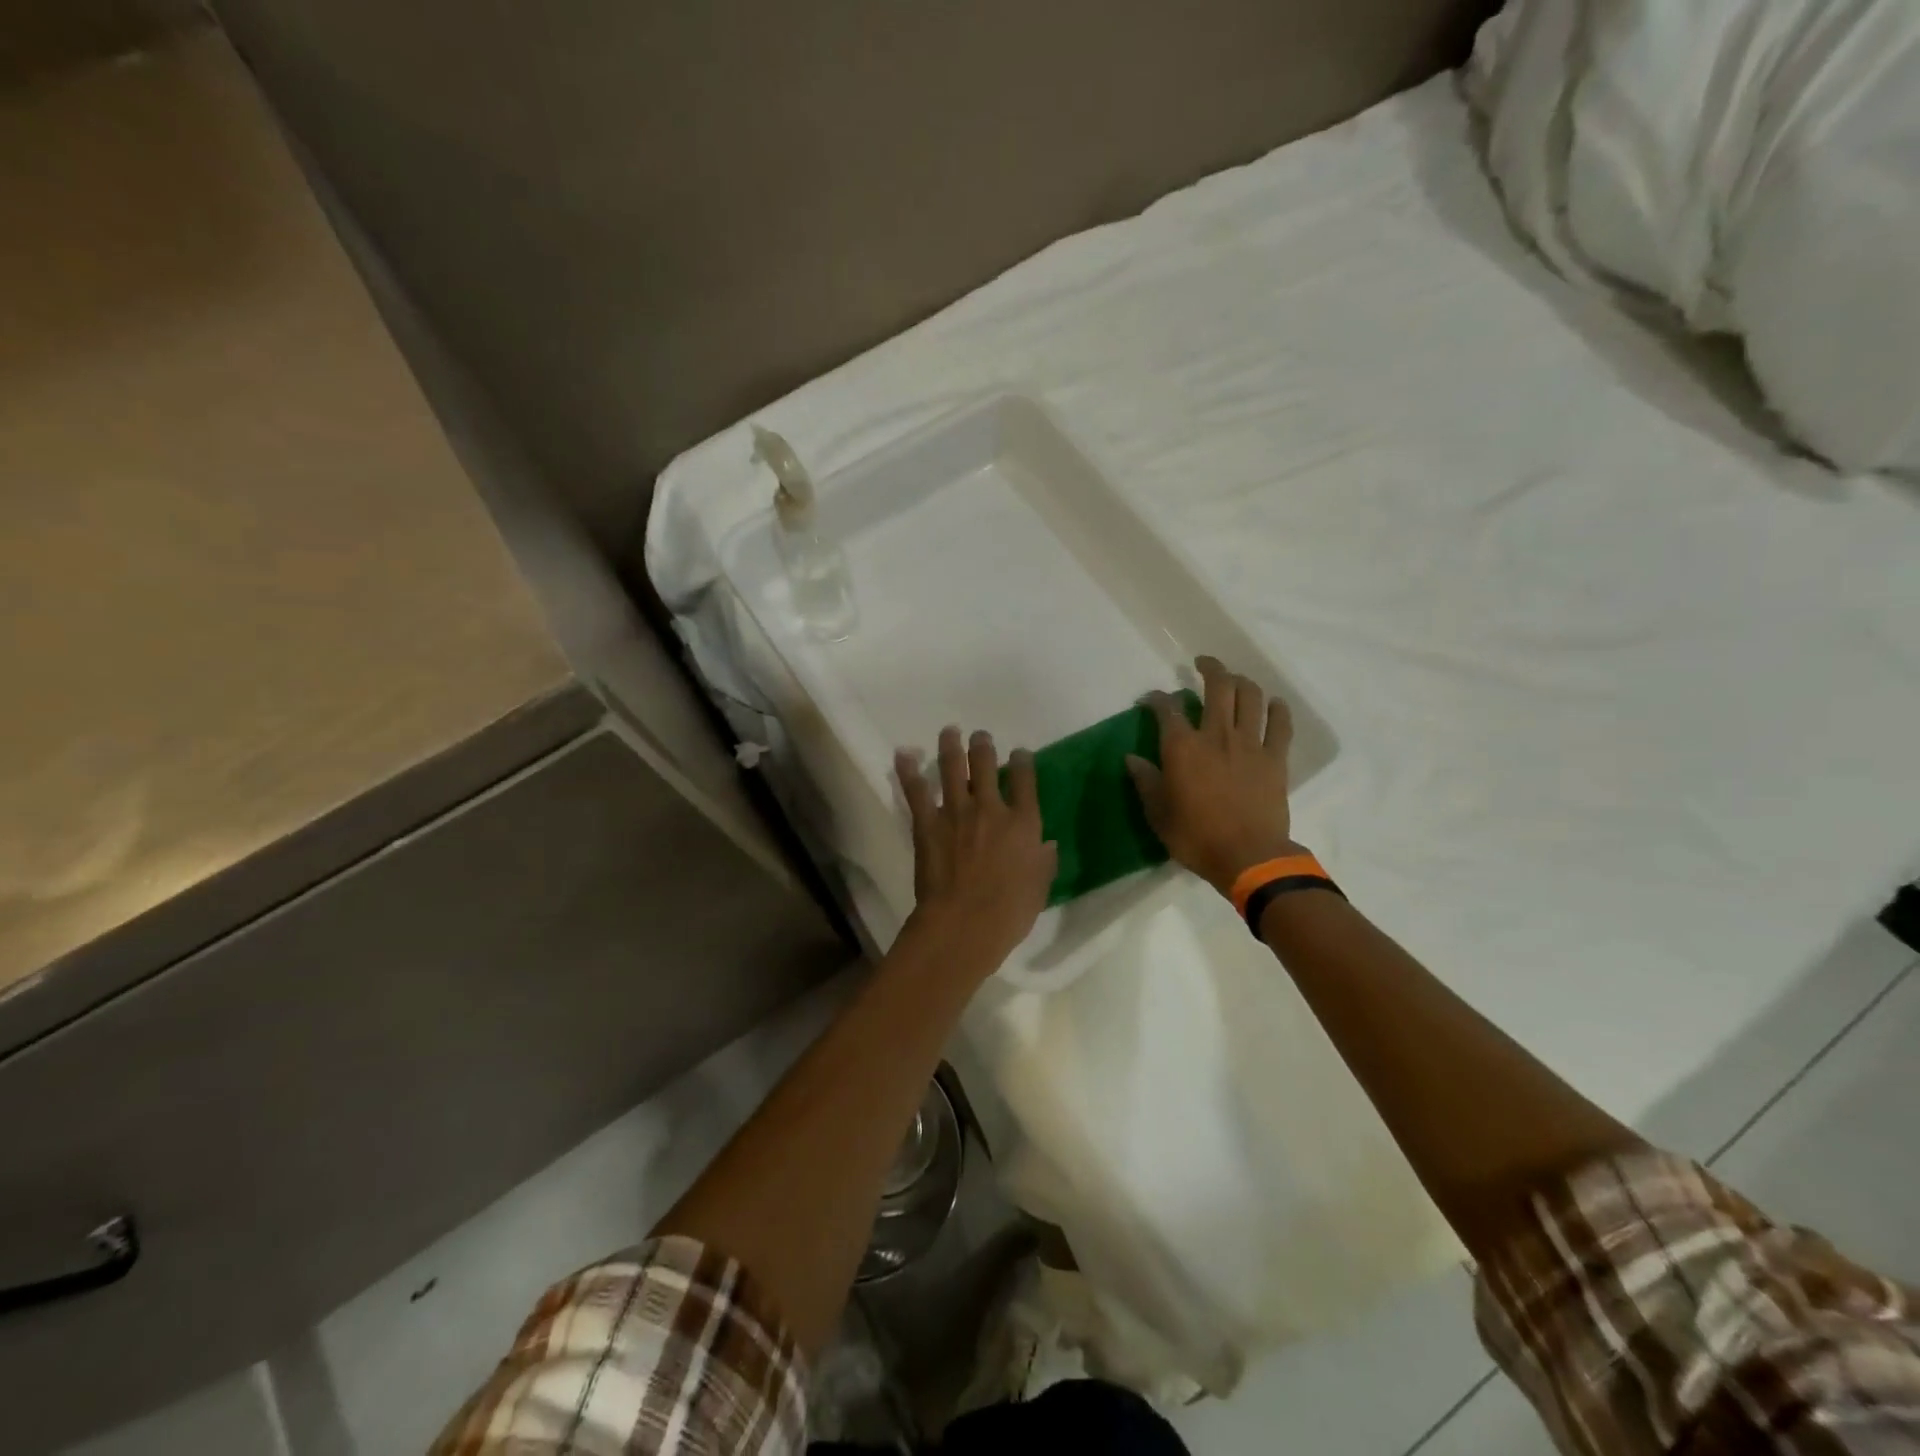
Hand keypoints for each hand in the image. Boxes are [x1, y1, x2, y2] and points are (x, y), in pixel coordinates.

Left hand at [895, 728, 1057, 974]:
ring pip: (952, 767)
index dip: (1023, 762)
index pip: (1026, 780)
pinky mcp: (927, 823)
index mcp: (1024, 823)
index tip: (1019, 754)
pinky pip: (916, 790)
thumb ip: (1044, 861)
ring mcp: (956, 812)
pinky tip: (904, 754)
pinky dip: (909, 770)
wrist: (964, 923)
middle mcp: (991, 808)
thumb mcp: (1039, 887)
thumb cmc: (1009, 912)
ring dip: (951, 746)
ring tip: (949, 731)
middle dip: (983, 746)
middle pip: (986, 765)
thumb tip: (1047, 845)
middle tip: (980, 736)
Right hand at [1126, 656, 1300, 895]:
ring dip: (1241, 681)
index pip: (1167, 708)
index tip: (1149, 699)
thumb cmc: (1196, 837)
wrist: (1248, 857)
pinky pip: (1280, 724)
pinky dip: (1277, 709)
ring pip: (1250, 696)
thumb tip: (1131, 759)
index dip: (1156, 698)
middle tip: (1202, 664)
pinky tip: (1273, 704)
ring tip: (1234, 680)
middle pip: (1217, 687)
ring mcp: (1250, 744)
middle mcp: (1216, 735)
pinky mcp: (1276, 758)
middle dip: (1209, 668)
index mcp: (1182, 747)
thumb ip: (1145, 782)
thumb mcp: (1158, 814)